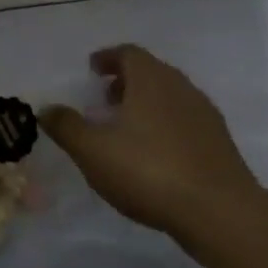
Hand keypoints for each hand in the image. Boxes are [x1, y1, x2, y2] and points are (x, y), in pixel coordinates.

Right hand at [41, 44, 261, 239]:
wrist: (221, 213)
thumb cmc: (149, 170)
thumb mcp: (92, 150)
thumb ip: (66, 126)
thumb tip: (46, 108)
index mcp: (151, 80)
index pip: (129, 53)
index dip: (108, 58)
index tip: (93, 69)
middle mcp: (181, 89)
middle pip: (151, 73)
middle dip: (126, 82)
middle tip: (104, 99)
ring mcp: (205, 116)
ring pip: (170, 98)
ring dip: (146, 105)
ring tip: (125, 129)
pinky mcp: (220, 145)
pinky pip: (185, 123)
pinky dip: (165, 127)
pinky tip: (153, 155)